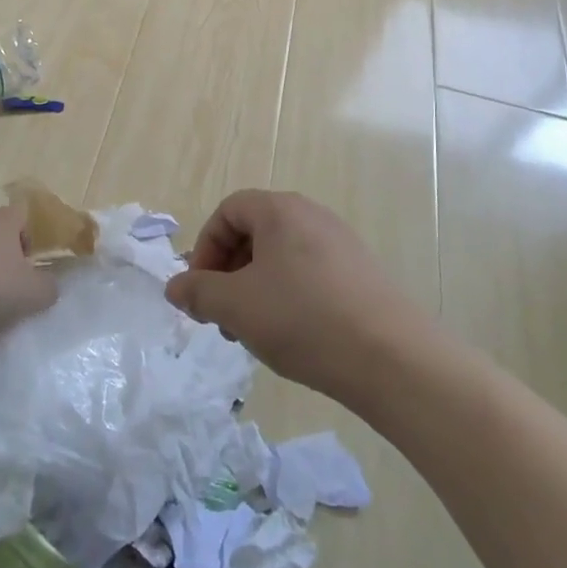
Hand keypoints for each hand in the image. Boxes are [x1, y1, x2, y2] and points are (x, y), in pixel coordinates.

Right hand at [165, 189, 428, 406]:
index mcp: (281, 210)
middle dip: (228, 272)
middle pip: (255, 232)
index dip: (205, 247)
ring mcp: (341, 243)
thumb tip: (176, 287)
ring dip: (256, 288)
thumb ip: (198, 292)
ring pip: (281, 257)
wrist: (391, 357)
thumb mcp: (236, 306)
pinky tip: (292, 335)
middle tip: (222, 315)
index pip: (228, 211)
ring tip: (253, 332)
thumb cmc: (303, 319)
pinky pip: (309, 273)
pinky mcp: (360, 272)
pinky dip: (288, 296)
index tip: (200, 290)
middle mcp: (312, 215)